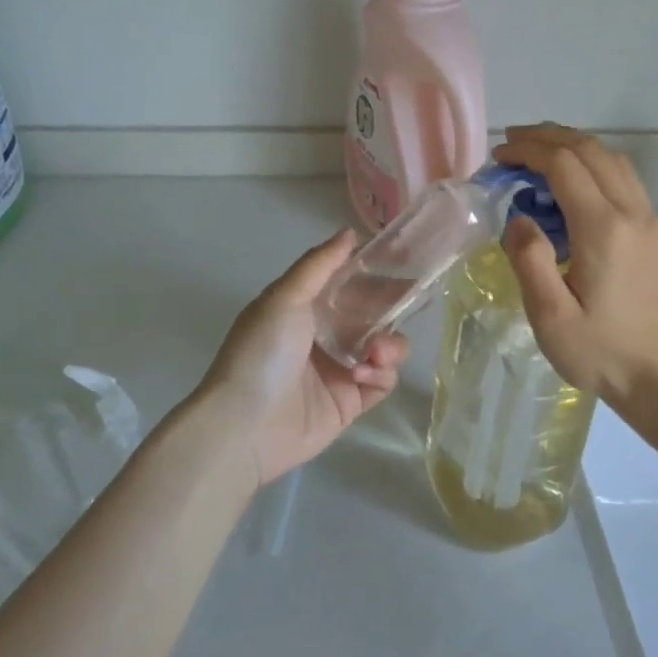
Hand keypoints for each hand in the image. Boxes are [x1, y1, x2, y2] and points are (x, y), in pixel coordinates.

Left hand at [194, 231, 408, 486]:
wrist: (246, 424)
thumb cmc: (262, 352)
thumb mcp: (284, 297)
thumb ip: (319, 264)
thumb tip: (349, 232)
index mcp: (304, 308)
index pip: (348, 284)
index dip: (374, 273)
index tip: (406, 261)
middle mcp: (323, 336)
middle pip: (372, 315)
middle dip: (391, 308)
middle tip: (412, 301)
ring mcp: (338, 370)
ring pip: (383, 347)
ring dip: (389, 344)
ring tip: (376, 352)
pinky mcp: (349, 403)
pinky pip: (381, 381)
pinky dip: (381, 374)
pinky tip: (365, 374)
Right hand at [494, 125, 657, 408]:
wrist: (656, 376)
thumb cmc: (597, 352)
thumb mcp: (549, 316)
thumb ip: (530, 260)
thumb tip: (518, 218)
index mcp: (603, 230)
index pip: (564, 165)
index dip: (529, 151)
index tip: (498, 156)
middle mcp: (632, 214)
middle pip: (591, 150)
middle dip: (549, 137)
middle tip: (512, 144)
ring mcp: (650, 220)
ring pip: (612, 159)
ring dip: (573, 146)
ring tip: (537, 154)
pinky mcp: (655, 232)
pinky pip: (623, 179)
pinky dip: (592, 165)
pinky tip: (569, 183)